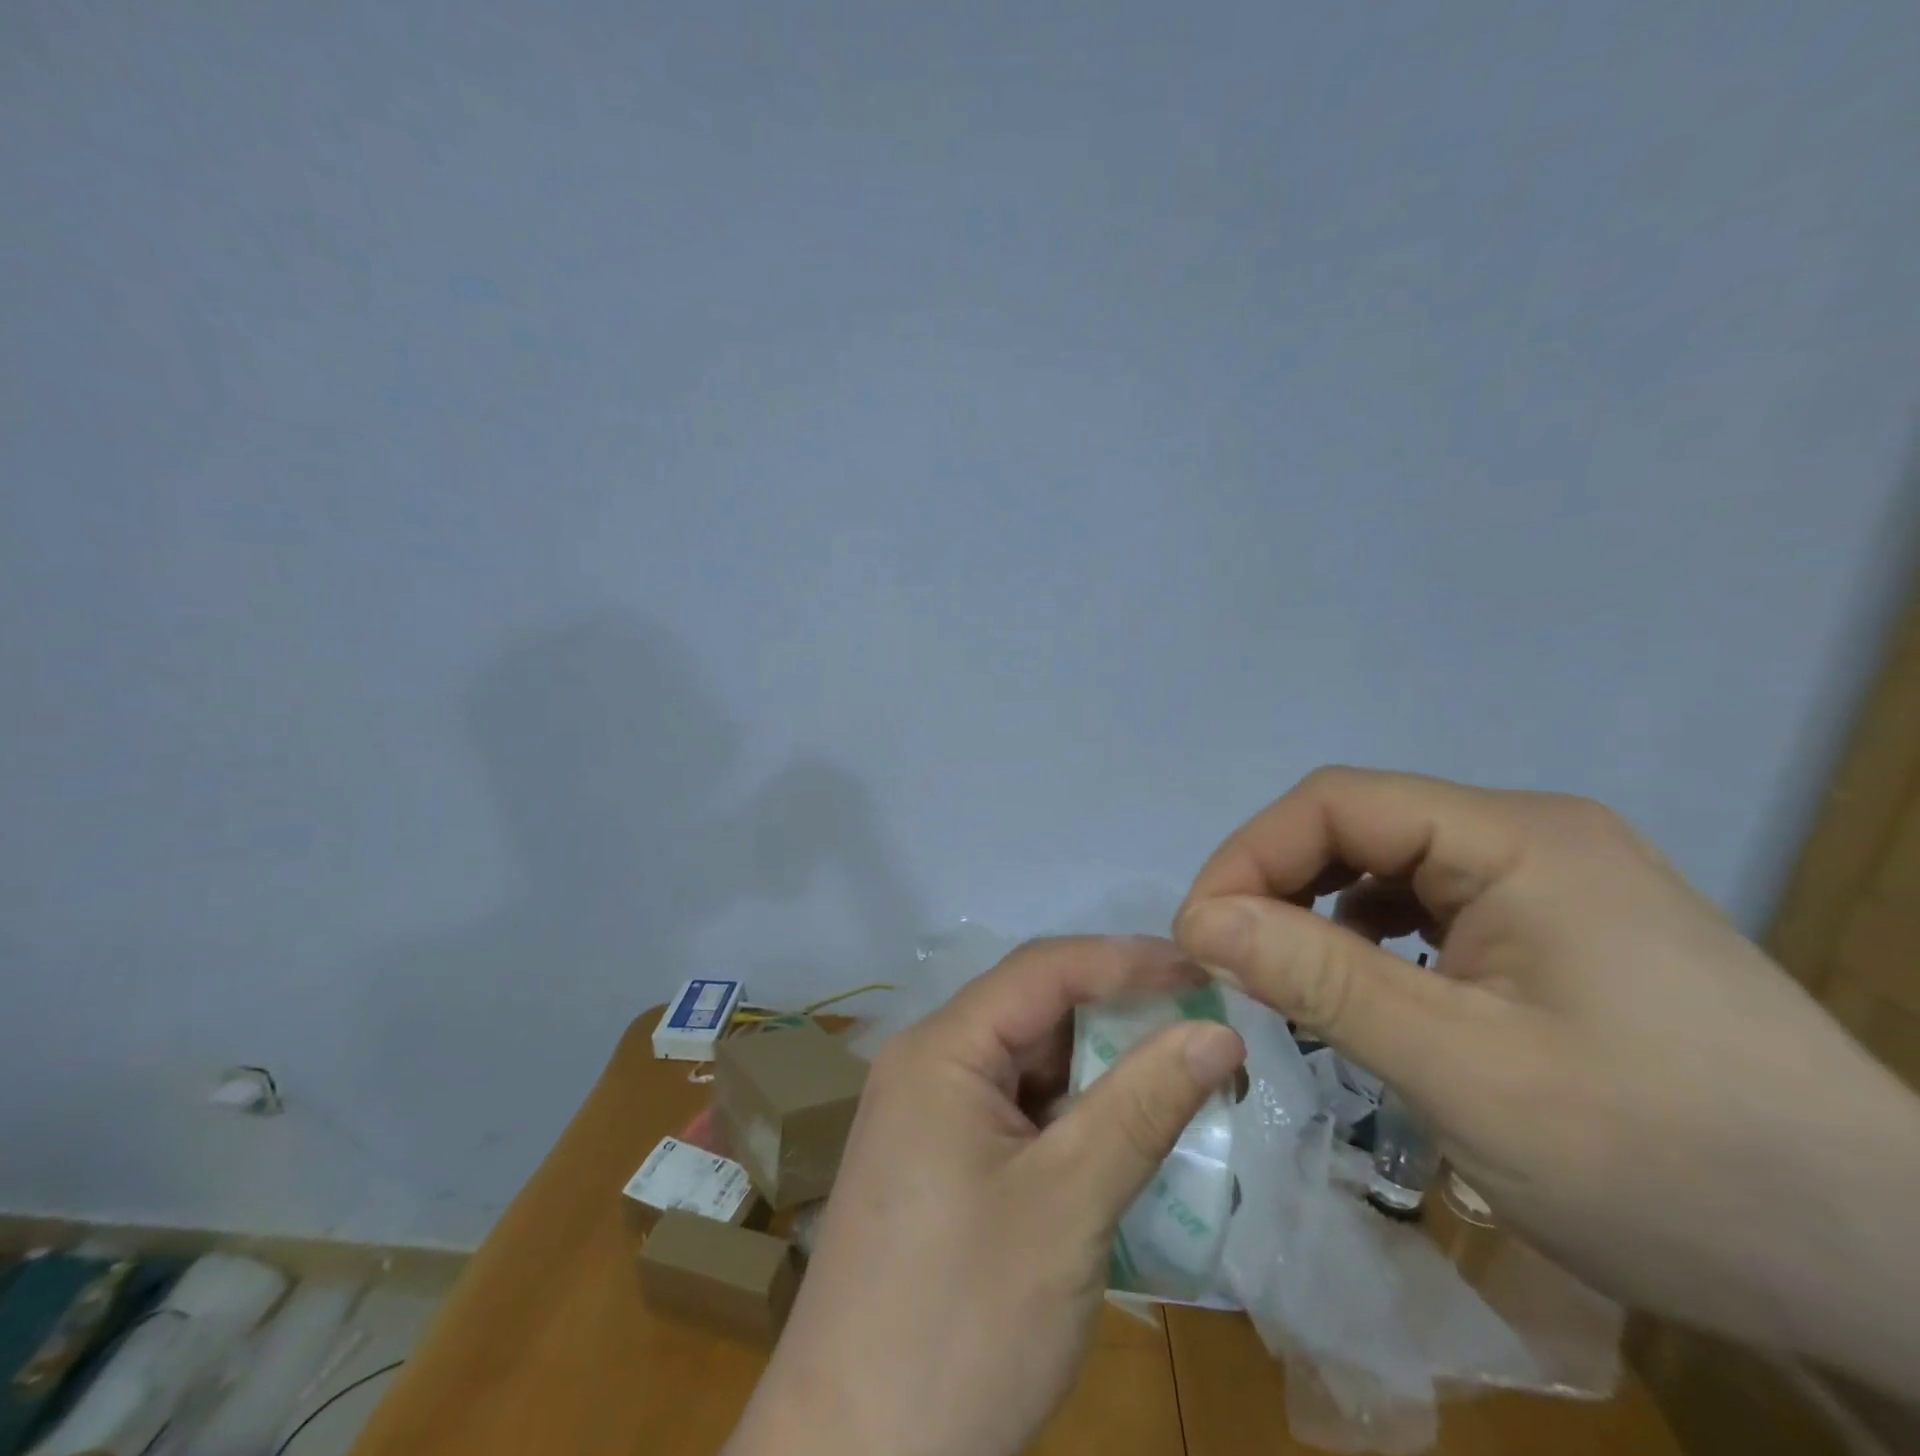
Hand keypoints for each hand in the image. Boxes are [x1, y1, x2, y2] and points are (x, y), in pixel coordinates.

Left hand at [726, 937, 1245, 1455]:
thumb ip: (1144, 1105)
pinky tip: (1121, 1138)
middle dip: (1116, 1015)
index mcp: (942, 1048)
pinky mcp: (938, 1161)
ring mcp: (928, 1114)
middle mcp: (928, 1064)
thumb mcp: (1068, 1203)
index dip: (1124, 960)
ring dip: (1098, 1070)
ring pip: (1028, 1063)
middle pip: (1033, 1011)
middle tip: (1200, 1025)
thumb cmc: (963, 1320)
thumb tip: (1218, 1030)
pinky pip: (1014, 1110)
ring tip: (1178, 1079)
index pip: (1043, 970)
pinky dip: (1071, 1116)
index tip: (1202, 967)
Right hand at [1175, 767, 1919, 1390]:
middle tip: (1231, 962)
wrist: (1903, 1279)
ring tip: (1287, 978)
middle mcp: (1532, 836)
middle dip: (1278, 885)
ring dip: (1321, 912)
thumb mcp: (1463, 1071)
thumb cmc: (1671, 1165)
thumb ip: (1319, 979)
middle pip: (1361, 826)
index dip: (1249, 856)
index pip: (1338, 802)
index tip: (1199, 936)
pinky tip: (1366, 990)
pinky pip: (1431, 905)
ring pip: (1390, 865)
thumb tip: (1199, 919)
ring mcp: (1552, 882)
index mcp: (1517, 839)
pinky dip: (1372, 938)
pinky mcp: (1561, 931)